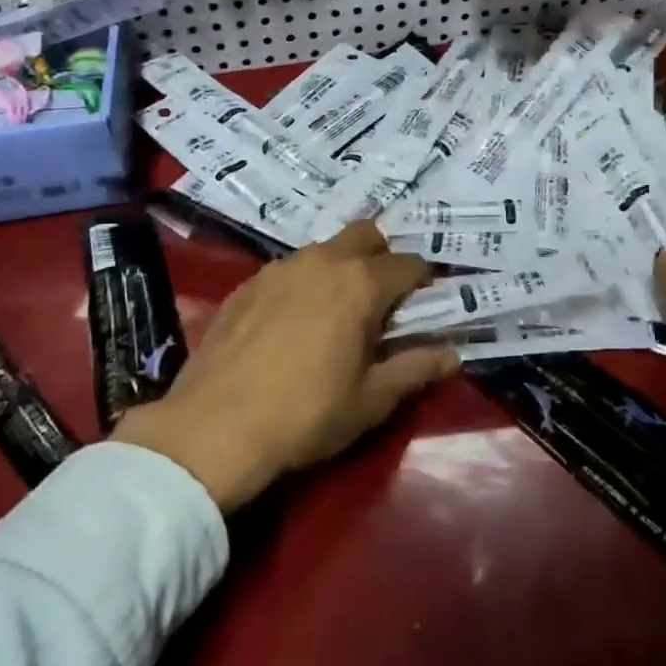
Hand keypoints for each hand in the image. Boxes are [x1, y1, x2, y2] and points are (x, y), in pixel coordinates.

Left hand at [114, 222, 457, 511]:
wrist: (212, 429)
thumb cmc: (306, 415)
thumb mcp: (371, 400)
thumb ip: (415, 370)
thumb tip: (452, 355)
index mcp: (360, 283)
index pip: (408, 264)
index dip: (422, 282)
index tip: (424, 306)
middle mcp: (322, 261)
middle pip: (366, 235)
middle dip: (382, 257)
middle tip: (381, 301)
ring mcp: (279, 268)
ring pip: (324, 250)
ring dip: (341, 268)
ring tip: (335, 312)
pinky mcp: (246, 284)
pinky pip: (288, 270)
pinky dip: (303, 284)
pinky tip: (292, 323)